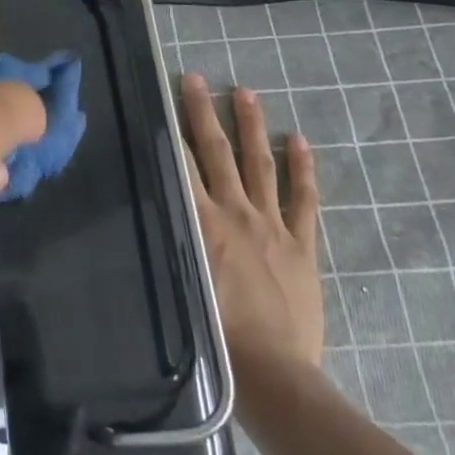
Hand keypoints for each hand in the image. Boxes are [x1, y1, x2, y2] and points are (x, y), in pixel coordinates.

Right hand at [178, 73, 323, 370]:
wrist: (275, 375)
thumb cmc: (217, 336)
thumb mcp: (180, 282)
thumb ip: (170, 241)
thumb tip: (152, 206)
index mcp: (202, 224)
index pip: (182, 164)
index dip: (173, 128)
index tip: (165, 97)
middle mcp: (235, 214)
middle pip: (217, 153)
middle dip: (205, 113)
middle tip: (197, 80)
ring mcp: (272, 227)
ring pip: (259, 166)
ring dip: (251, 127)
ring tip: (247, 92)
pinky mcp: (301, 246)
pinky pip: (303, 200)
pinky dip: (301, 169)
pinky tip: (299, 142)